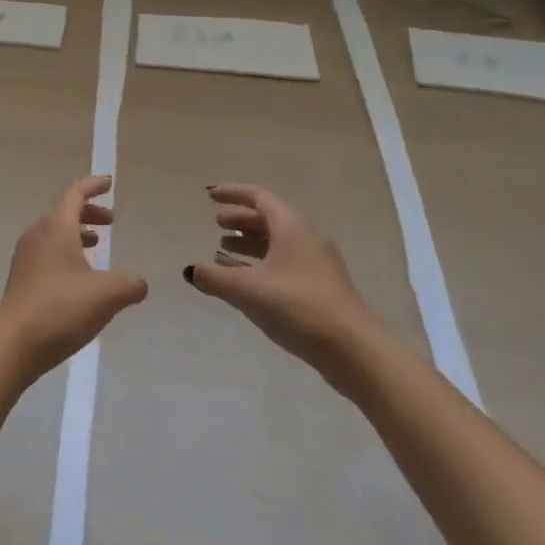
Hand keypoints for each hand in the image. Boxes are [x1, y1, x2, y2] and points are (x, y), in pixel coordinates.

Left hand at [0, 175, 147, 379]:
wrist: (16, 341)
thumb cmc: (62, 307)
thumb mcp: (107, 294)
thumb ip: (130, 284)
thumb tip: (139, 283)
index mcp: (56, 228)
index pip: (75, 194)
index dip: (93, 186)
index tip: (109, 183)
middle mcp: (37, 235)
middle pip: (64, 212)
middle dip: (89, 212)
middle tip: (111, 221)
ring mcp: (26, 256)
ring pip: (54, 233)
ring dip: (77, 233)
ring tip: (97, 244)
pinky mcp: (22, 278)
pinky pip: (47, 252)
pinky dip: (66, 252)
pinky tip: (80, 276)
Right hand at [185, 184, 377, 385]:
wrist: (354, 351)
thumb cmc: (298, 307)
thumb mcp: (247, 290)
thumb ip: (214, 277)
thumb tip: (190, 271)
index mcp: (291, 227)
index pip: (258, 197)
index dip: (232, 193)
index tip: (209, 195)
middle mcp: (306, 238)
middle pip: (269, 218)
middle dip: (240, 219)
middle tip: (216, 224)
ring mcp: (317, 264)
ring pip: (277, 242)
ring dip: (250, 242)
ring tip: (223, 250)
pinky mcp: (320, 288)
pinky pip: (284, 263)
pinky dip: (261, 263)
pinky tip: (245, 280)